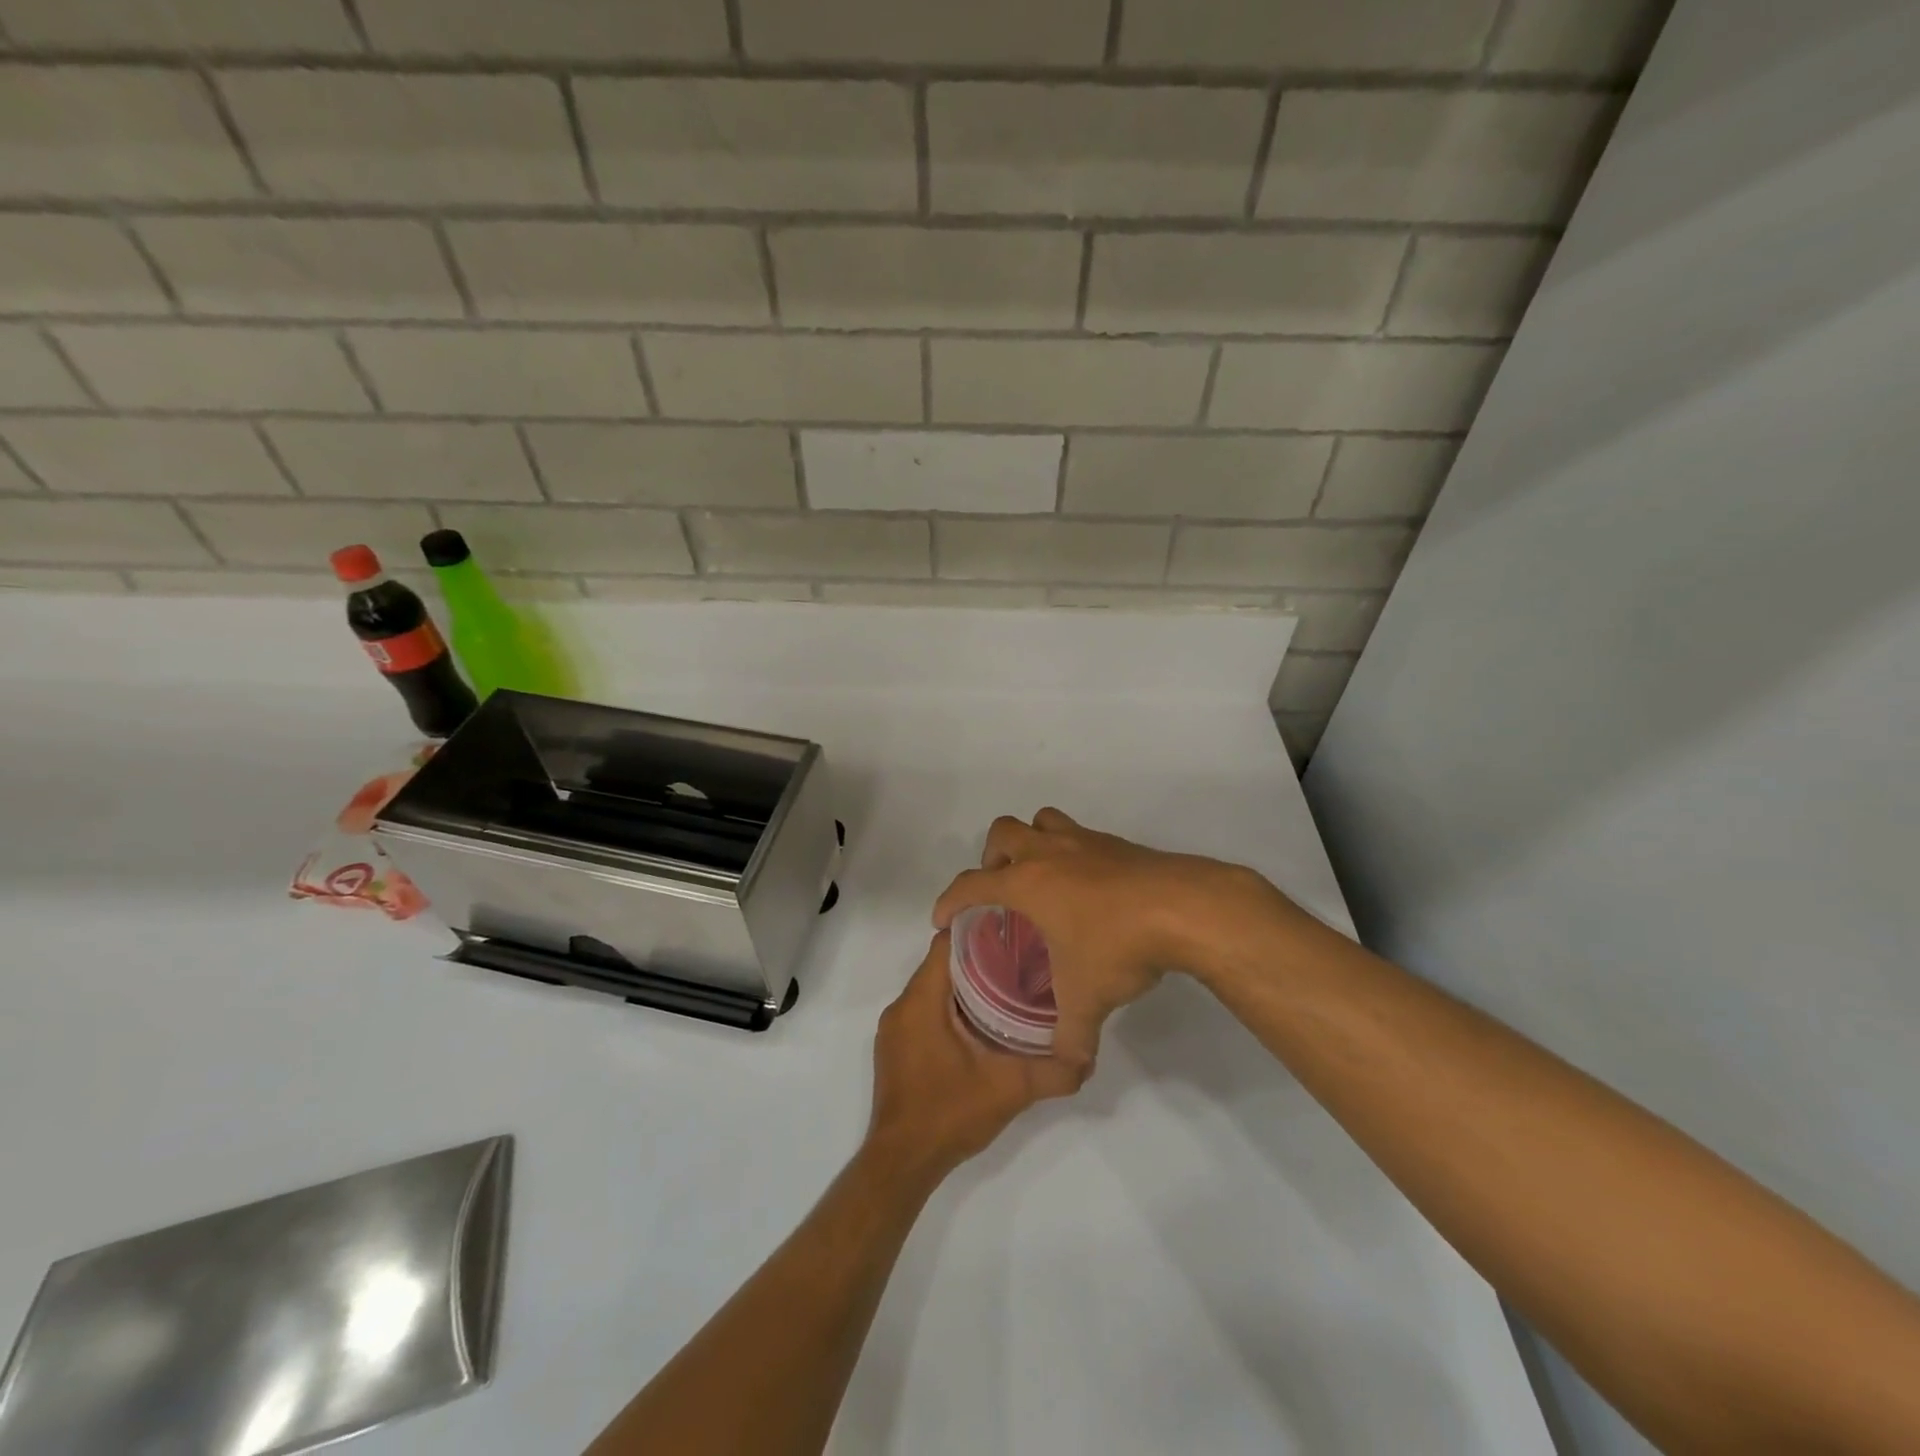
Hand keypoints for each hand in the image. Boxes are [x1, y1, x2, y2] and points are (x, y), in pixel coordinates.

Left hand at [865, 933, 1084, 1185]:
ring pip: (933, 988)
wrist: (902, 1163)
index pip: (946, 943)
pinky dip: (950, 1007)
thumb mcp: (1009, 1089)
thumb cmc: (949, 1114)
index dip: (979, 931)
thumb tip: (1087, 1058)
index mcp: (921, 1001)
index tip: (1013, 931)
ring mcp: (895, 1029)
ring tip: (1007, 987)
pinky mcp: (896, 1048)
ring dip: (966, 985)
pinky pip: (924, 1010)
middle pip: (941, 964)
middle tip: (1021, 960)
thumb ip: (1051, 1072)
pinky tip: (982, 1023)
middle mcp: (902, 1006)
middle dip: (979, 958)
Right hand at [932, 808, 1293, 1068]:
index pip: (971, 884)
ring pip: (1043, 821)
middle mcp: (1049, 853)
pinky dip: (1071, 853)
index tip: (942, 919)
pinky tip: (1088, 889)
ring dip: (1032, 842)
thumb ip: (1071, 1036)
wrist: (1183, 908)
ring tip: (1040, 878)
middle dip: (992, 858)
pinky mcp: (1117, 844)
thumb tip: (1069, 1064)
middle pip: (1002, 832)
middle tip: (1001, 891)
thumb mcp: (1087, 1000)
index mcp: (1027, 883)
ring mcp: (1085, 842)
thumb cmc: (1118, 946)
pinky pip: (1080, 836)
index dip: (949, 900)